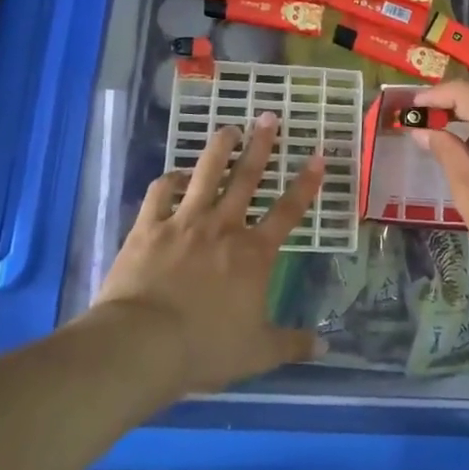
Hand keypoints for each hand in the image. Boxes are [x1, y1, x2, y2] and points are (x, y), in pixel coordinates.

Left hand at [93, 113, 323, 395]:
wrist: (143, 344)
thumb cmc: (205, 348)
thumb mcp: (257, 353)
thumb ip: (291, 344)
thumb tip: (325, 347)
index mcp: (253, 254)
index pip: (288, 211)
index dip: (306, 183)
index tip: (318, 156)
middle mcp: (223, 227)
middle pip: (246, 178)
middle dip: (261, 145)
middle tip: (268, 116)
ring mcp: (183, 222)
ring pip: (204, 173)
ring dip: (218, 148)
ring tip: (227, 129)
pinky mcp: (148, 226)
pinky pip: (160, 192)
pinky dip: (169, 179)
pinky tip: (175, 174)